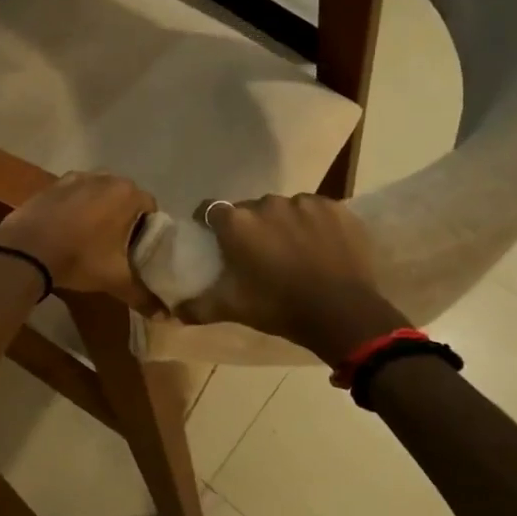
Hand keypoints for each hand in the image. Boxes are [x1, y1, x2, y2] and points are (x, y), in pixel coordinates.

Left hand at [0, 172, 160, 308]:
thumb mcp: (115, 280)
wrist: (26, 249)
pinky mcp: (53, 184)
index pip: (150, 208)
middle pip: (125, 197)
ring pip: (99, 193)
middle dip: (124, 217)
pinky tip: (69, 228)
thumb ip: (143, 295)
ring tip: (93, 236)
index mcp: (127, 194)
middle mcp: (105, 178)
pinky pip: (75, 193)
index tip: (139, 249)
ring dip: (100, 209)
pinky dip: (77, 206)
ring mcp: (77, 177)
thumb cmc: (79, 258)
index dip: (148, 228)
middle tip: (118, 245)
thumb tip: (165, 316)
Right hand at [179, 195, 407, 364]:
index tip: (215, 240)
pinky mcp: (336, 208)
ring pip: (284, 208)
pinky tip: (320, 247)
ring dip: (283, 224)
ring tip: (293, 251)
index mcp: (237, 222)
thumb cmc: (279, 307)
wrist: (342, 313)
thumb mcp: (233, 309)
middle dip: (250, 227)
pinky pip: (316, 211)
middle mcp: (268, 203)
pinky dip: (313, 225)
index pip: (211, 210)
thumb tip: (174, 313)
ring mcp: (305, 202)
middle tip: (257, 253)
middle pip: (249, 209)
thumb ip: (198, 307)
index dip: (210, 223)